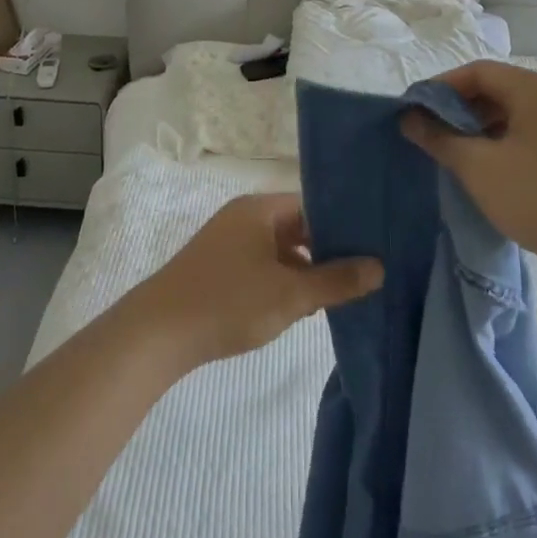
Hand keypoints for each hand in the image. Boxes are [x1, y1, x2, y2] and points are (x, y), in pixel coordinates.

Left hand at [129, 193, 383, 369]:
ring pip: (279, 248)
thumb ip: (336, 281)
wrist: (157, 333)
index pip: (312, 204)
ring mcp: (228, 241)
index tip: (373, 243)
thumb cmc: (228, 302)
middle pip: (297, 225)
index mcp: (260, 209)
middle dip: (326, 249)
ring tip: (338, 293)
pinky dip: (282, 279)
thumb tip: (379, 267)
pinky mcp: (218, 266)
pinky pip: (261, 263)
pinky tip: (299, 307)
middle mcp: (244, 216)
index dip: (343, 222)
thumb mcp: (290, 295)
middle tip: (363, 272)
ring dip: (305, 268)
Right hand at [401, 60, 536, 282]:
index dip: (441, 88)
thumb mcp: (480, 168)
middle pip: (500, 90)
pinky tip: (497, 175)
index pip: (479, 71)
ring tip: (459, 158)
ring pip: (519, 115)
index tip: (414, 112)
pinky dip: (509, 145)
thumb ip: (440, 139)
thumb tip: (409, 119)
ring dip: (484, 131)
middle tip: (432, 137)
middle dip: (461, 111)